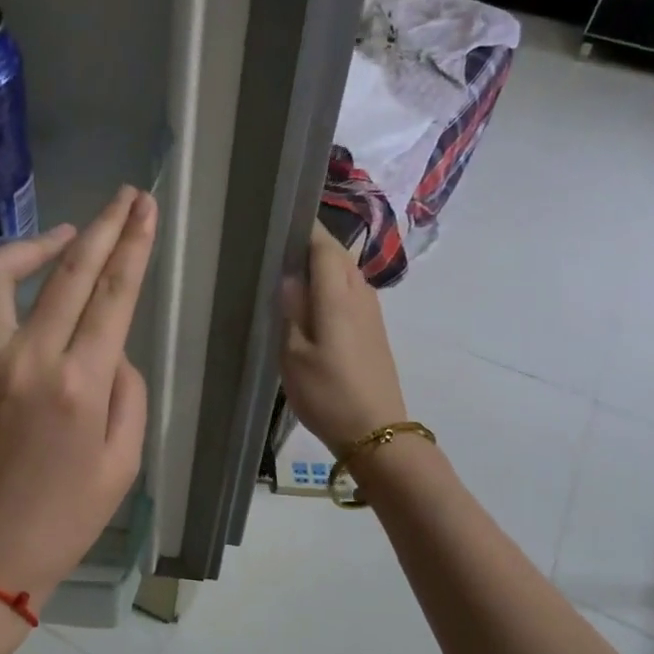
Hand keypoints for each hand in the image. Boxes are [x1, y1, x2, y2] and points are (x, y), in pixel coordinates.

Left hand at [0, 187, 157, 611]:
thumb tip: (109, 348)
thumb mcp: (124, 464)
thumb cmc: (65, 520)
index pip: (113, 293)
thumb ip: (127, 393)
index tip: (145, 206)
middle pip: (66, 271)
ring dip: (29, 246)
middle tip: (124, 198)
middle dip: (102, 225)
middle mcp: (24, 361)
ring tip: (58, 241)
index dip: (134, 243)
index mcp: (79, 385)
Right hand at [279, 220, 408, 450]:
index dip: (304, 229)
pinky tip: (313, 304)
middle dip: (312, 245)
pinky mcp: (374, 330)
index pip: (324, 246)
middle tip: (277, 250)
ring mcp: (371, 313)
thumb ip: (290, 311)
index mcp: (337, 296)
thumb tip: (288, 276)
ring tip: (291, 273)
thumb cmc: (328, 394)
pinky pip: (351, 293)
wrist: (376, 431)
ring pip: (346, 274)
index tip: (279, 221)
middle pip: (338, 256)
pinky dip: (332, 287)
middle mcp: (360, 295)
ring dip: (323, 266)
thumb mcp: (294, 356)